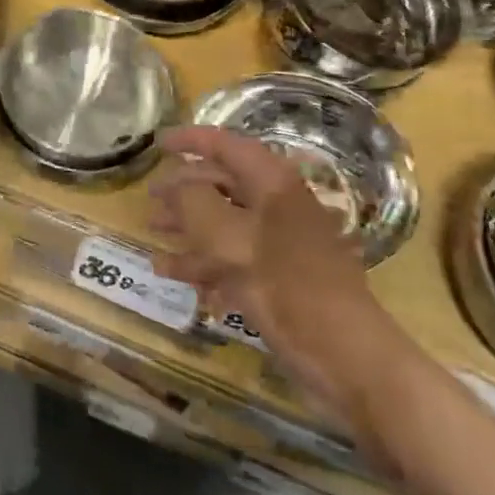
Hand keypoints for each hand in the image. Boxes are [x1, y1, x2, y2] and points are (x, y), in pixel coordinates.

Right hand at [148, 126, 398, 423]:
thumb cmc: (284, 283)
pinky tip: (173, 274)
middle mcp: (278, 205)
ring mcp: (280, 242)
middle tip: (150, 198)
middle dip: (183, 190)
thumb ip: (193, 201)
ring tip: (153, 233)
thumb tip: (178, 186)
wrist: (345, 354)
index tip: (157, 144)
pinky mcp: (279, 276)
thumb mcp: (226, 236)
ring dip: (188, 227)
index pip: (226, 145)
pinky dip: (204, 262)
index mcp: (272, 183)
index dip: (189, 140)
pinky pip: (234, 257)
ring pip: (225, 222)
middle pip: (223, 183)